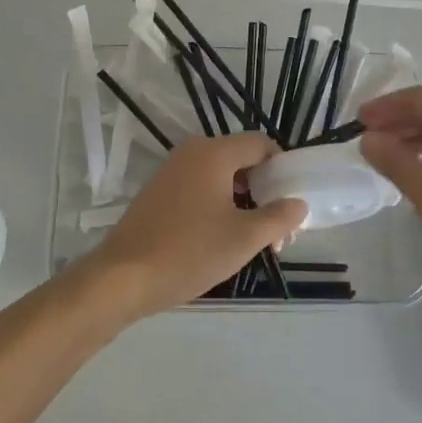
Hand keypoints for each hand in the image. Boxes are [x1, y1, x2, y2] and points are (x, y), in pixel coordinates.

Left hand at [85, 133, 306, 317]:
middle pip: (241, 159)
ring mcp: (171, 171)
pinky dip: (217, 205)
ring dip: (243, 201)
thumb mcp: (244, 238)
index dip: (282, 168)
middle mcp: (192, 152)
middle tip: (277, 228)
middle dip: (264, 190)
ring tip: (253, 239)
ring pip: (220, 176)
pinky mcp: (158, 192)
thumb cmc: (190, 252)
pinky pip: (199, 187)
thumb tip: (299, 204)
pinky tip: (220, 238)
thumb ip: (279, 217)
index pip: (261, 144)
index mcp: (214, 153)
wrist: (123, 277)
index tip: (291, 201)